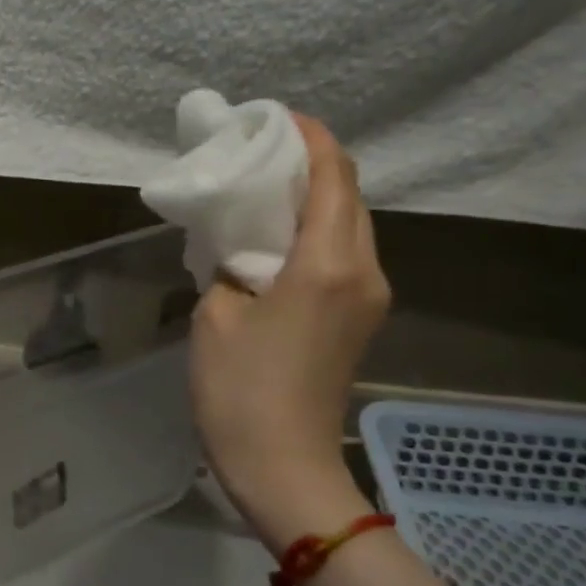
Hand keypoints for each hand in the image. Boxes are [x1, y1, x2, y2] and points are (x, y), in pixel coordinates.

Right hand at [190, 116, 389, 548]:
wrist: (282, 467)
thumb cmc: (240, 391)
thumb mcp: (216, 314)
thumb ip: (228, 264)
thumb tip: (238, 245)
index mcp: (327, 263)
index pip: (333, 176)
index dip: (309, 138)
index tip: (273, 119)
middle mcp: (363, 270)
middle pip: (349, 194)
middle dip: (311, 162)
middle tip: (258, 152)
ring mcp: (368, 297)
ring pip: (349, 224)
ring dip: (313, 197)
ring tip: (263, 187)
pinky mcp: (359, 318)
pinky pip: (343, 254)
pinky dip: (315, 230)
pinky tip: (275, 235)